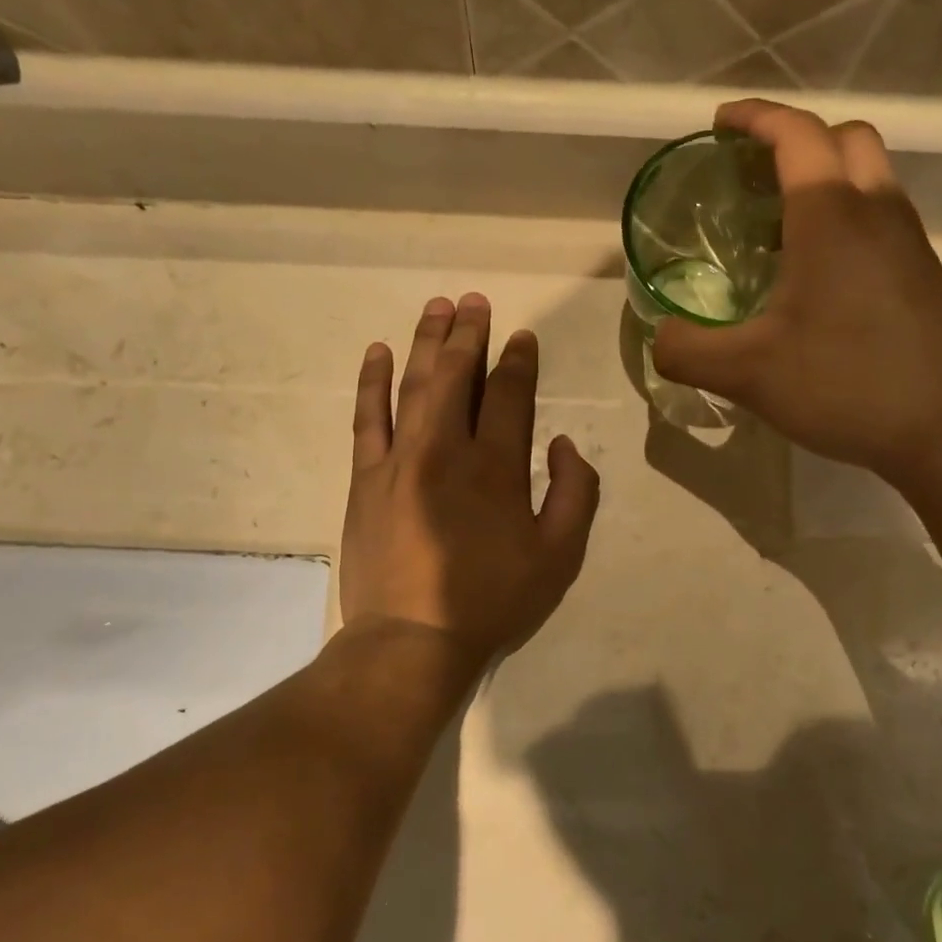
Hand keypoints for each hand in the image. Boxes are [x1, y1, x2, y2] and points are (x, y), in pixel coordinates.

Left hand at [339, 293, 600, 675]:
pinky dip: (373, 382)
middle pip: (458, 376)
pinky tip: (378, 352)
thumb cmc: (492, 600)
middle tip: (475, 302)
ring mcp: (400, 460)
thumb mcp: (560, 558)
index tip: (522, 337)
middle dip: (469, 334)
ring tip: (436, 307)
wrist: (413, 640)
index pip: (511, 395)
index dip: (519, 361)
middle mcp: (447, 449)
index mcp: (497, 468)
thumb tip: (561, 444)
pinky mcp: (366, 478)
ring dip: (426, 342)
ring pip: (414, 385)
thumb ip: (575, 494)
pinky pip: (367, 417)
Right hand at [651, 99, 941, 495]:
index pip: (796, 134)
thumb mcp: (747, 374)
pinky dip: (845, 219)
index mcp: (831, 217)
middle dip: (796, 140)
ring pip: (870, 178)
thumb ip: (687, 350)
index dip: (755, 118)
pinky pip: (881, 220)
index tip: (720, 123)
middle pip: (845, 139)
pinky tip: (815, 277)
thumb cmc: (846, 385)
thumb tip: (659, 335)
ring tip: (776, 226)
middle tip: (753, 173)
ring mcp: (909, 244)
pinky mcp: (924, 277)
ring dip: (825, 179)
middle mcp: (877, 213)